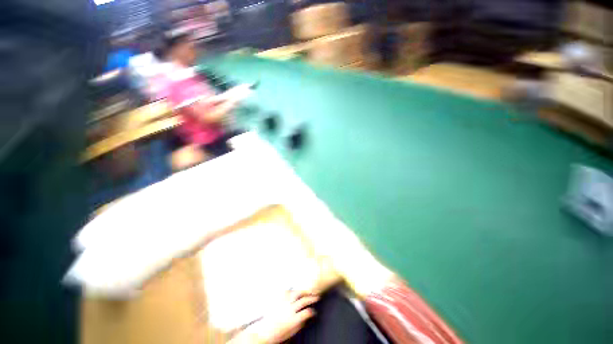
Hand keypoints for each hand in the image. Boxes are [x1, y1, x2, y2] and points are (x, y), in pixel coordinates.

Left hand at [240, 290, 318, 343]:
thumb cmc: (277, 335)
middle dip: (312, 297)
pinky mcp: (278, 300)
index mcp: (294, 319)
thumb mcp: (291, 333)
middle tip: (316, 296)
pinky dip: (291, 290)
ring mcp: (284, 303)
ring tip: (307, 291)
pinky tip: (294, 291)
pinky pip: (286, 292)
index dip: (312, 311)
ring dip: (303, 291)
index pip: (307, 312)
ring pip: (296, 293)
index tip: (314, 312)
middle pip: (303, 300)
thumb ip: (299, 324)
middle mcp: (290, 309)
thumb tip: (305, 318)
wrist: (263, 333)